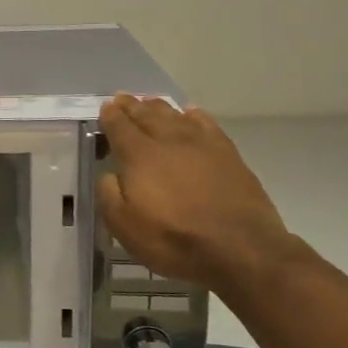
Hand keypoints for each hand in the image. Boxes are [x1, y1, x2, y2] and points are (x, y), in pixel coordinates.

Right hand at [96, 95, 296, 292]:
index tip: (105, 108)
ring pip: (175, 115)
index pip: (119, 126)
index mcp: (139, 155)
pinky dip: (193, 115)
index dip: (110, 115)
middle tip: (122, 98)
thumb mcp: (124, 226)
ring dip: (159, 107)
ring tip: (149, 102)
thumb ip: (108, 194)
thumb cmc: (174, 239)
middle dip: (131, 105)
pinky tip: (190, 114)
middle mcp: (168, 141)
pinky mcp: (228, 154)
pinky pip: (206, 124)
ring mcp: (201, 144)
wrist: (241, 249)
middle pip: (146, 114)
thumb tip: (109, 174)